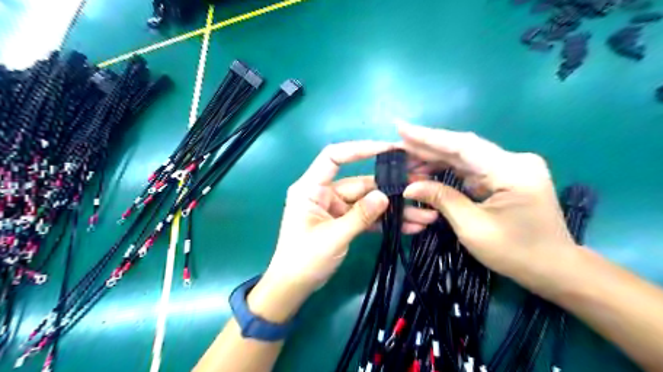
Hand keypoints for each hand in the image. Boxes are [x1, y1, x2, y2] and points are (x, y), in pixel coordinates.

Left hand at [246, 141, 437, 320]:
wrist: (293, 286)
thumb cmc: (303, 259)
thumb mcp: (332, 237)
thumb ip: (359, 216)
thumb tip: (385, 197)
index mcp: (311, 188)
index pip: (334, 157)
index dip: (359, 149)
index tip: (388, 149)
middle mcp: (324, 193)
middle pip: (360, 183)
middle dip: (390, 189)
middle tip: (420, 188)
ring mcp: (336, 208)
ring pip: (368, 202)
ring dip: (393, 209)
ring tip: (424, 215)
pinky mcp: (344, 221)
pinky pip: (367, 217)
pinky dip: (384, 221)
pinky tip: (409, 226)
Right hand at [396, 122, 577, 295]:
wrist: (555, 269)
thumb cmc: (515, 253)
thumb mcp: (472, 227)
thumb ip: (441, 199)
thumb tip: (409, 187)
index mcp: (511, 170)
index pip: (462, 146)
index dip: (428, 137)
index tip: (401, 128)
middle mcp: (514, 160)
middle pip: (462, 148)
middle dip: (427, 146)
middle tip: (397, 144)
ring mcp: (512, 167)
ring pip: (465, 157)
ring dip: (435, 158)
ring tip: (406, 160)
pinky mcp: (507, 176)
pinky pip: (472, 168)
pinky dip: (448, 170)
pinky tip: (428, 170)